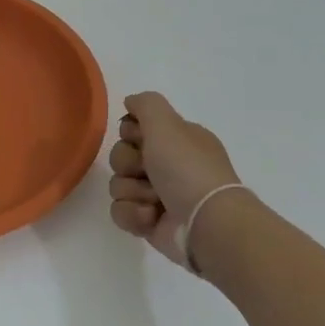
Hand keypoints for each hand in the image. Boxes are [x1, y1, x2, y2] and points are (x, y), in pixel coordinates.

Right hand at [108, 91, 242, 269]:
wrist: (206, 224)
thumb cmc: (187, 169)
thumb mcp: (167, 124)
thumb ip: (146, 104)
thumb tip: (130, 102)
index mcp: (177, 140)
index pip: (134, 128)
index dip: (131, 134)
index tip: (140, 139)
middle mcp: (168, 165)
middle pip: (121, 157)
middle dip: (129, 164)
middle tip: (147, 171)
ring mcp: (158, 195)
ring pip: (118, 185)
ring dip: (133, 191)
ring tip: (155, 201)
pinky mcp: (149, 222)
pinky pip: (121, 212)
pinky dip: (134, 214)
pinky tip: (152, 217)